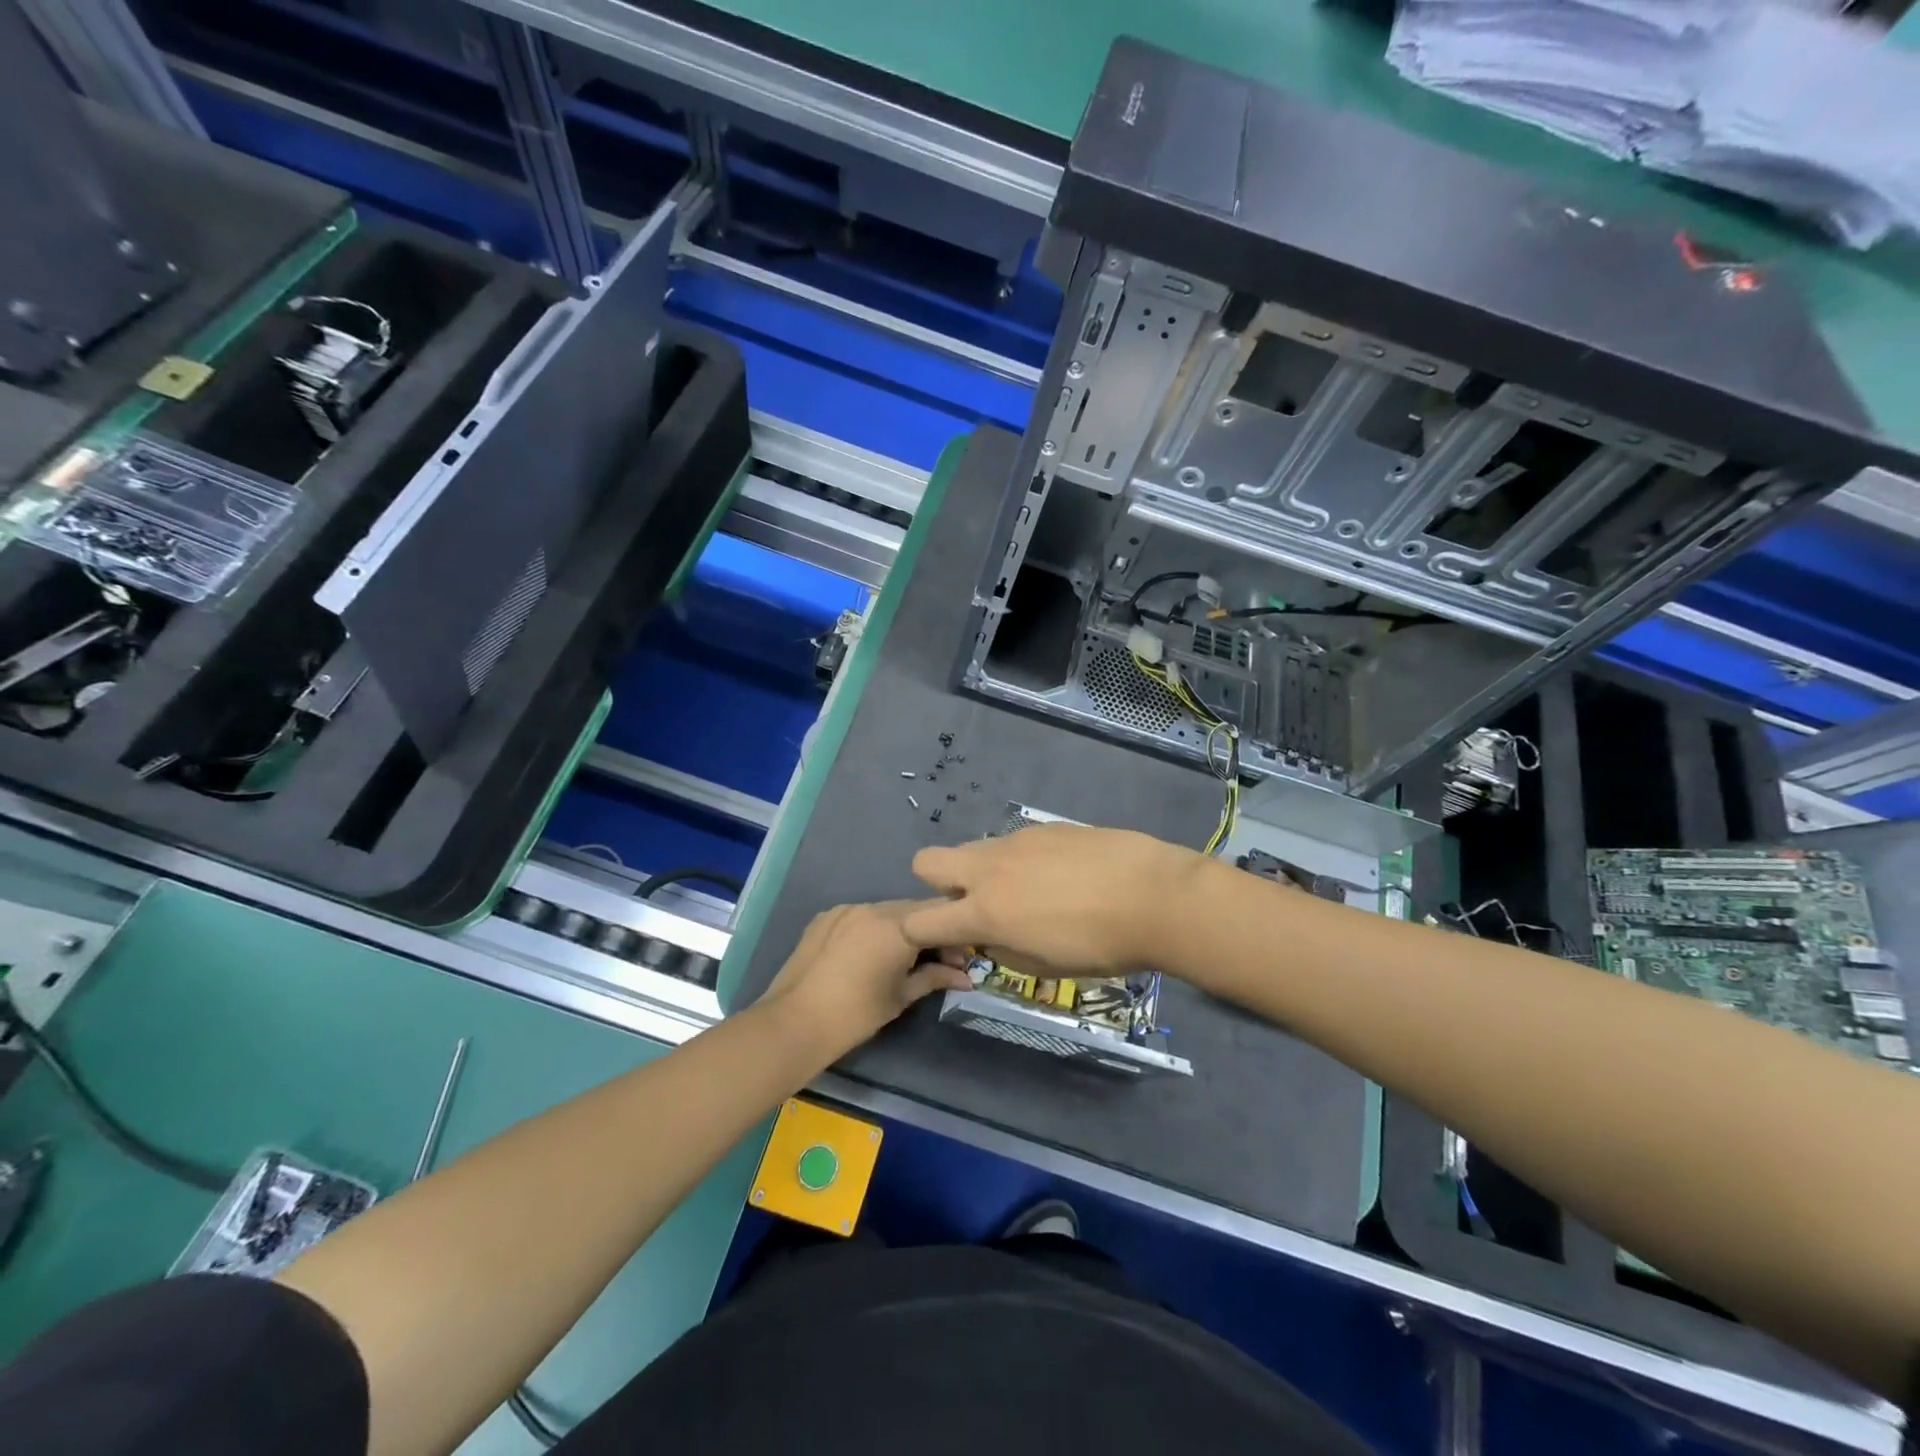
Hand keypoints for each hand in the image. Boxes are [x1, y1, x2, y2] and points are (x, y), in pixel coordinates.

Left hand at [761, 900, 971, 1057]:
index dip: (955, 932)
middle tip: (938, 960)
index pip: (940, 914)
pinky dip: (873, 928)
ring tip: (901, 957)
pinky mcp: (826, 916)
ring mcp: (847, 908)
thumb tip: (965, 977)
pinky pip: (860, 916)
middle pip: (914, 909)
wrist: (795, 1022)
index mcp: (898, 926)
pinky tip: (869, 954)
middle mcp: (874, 907)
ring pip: (886, 910)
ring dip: (901, 928)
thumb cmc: (856, 1014)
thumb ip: (934, 978)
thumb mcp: (902, 996)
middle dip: (929, 929)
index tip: (960, 957)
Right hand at [901, 824, 1202, 978]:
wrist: (1152, 895)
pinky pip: (1012, 843)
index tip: (950, 940)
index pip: (918, 920)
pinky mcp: (1042, 827)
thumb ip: (1000, 948)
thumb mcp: (1042, 967)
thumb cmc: (1099, 945)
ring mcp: (1015, 841)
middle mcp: (988, 869)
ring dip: (983, 871)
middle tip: (978, 905)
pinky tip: (1060, 875)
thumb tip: (987, 935)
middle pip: (926, 862)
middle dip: (938, 884)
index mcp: (984, 911)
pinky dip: (1019, 860)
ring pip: (973, 850)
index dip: (920, 932)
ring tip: (1030, 891)